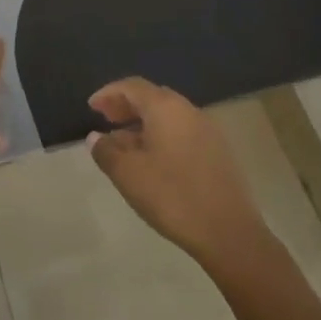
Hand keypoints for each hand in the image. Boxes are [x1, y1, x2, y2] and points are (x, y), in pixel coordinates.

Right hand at [88, 77, 266, 268]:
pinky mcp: (219, 152)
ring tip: (124, 144)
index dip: (108, 93)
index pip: (132, 86)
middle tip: (105, 120)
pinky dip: (161, 136)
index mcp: (166, 108)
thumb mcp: (127, 174)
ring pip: (168, 116)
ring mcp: (208, 131)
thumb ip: (105, 150)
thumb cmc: (172, 196)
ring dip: (143, 123)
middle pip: (152, 97)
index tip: (91, 107)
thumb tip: (97, 137)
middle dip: (126, 106)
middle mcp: (189, 111)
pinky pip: (182, 132)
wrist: (229, 233)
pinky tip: (152, 160)